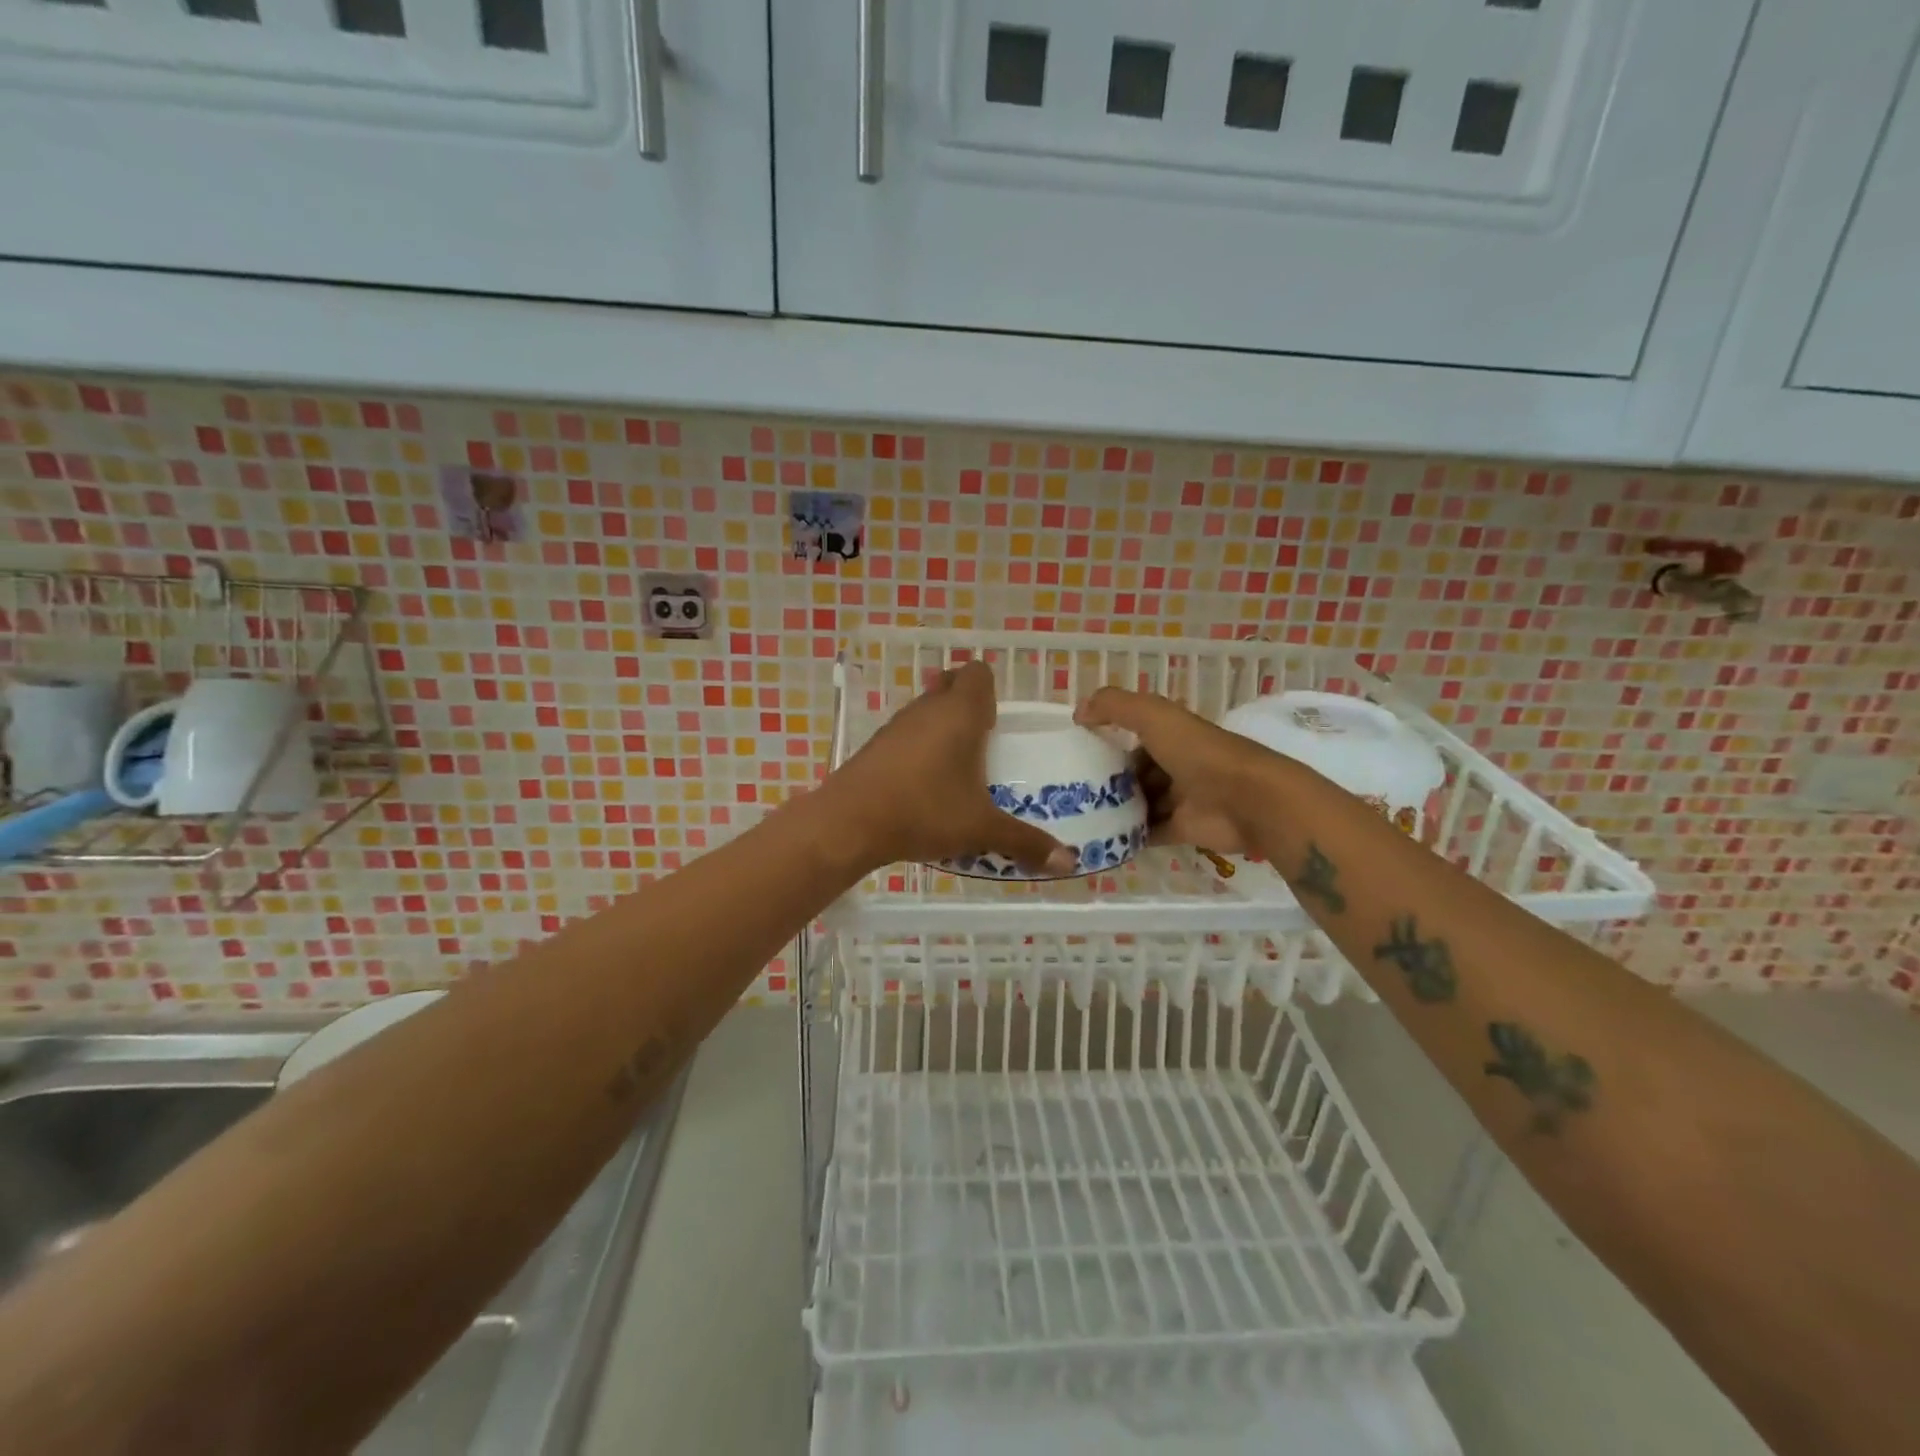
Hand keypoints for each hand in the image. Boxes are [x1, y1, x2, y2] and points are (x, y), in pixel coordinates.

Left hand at [827, 662, 1079, 875]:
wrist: (850, 822)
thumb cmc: (925, 811)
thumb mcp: (981, 828)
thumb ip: (1025, 841)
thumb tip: (1069, 862)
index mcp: (960, 713)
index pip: (978, 673)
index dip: (991, 690)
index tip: (999, 722)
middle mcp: (927, 708)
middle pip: (950, 685)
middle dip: (968, 706)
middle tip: (985, 743)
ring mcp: (897, 725)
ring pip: (926, 710)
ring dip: (942, 727)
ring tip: (957, 767)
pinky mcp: (875, 745)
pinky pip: (906, 734)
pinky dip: (918, 748)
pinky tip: (923, 785)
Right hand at [1074, 688, 1280, 855]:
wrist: (1246, 800)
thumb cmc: (1198, 752)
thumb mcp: (1153, 715)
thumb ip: (1114, 706)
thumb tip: (1078, 713)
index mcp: (1173, 735)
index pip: (1135, 735)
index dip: (1109, 740)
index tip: (1077, 752)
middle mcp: (1177, 764)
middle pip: (1135, 772)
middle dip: (1107, 779)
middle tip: (1071, 790)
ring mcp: (1180, 799)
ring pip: (1140, 803)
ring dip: (1115, 808)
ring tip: (1077, 815)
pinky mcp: (1182, 830)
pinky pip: (1148, 833)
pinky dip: (1127, 836)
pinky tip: (1098, 837)